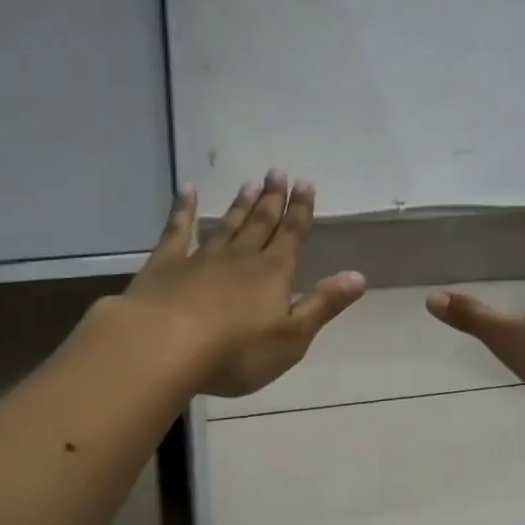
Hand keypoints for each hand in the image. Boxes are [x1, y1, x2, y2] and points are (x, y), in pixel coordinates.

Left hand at [120, 170, 365, 397]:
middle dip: (272, 200)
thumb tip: (359, 277)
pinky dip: (182, 210)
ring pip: (226, 225)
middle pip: (260, 224)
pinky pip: (177, 231)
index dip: (301, 212)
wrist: (165, 347)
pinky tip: (186, 191)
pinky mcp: (165, 265)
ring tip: (250, 183)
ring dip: (239, 205)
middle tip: (278, 172)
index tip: (305, 184)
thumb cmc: (237, 352)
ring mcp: (201, 258)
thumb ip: (323, 305)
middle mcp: (240, 258)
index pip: (292, 236)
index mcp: (273, 274)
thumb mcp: (292, 337)